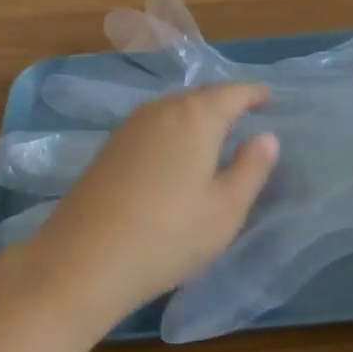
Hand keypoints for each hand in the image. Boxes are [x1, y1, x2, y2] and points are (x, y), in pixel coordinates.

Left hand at [21, 83, 277, 325]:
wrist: (83, 258)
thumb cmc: (168, 234)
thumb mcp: (225, 210)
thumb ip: (251, 168)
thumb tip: (266, 136)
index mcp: (196, 116)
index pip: (232, 93)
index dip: (253, 93)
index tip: (268, 96)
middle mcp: (162, 109)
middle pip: (201, 96)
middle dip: (224, 102)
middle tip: (245, 115)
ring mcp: (131, 125)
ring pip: (174, 109)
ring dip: (196, 116)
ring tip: (214, 134)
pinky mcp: (110, 146)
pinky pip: (154, 125)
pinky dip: (173, 130)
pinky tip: (175, 154)